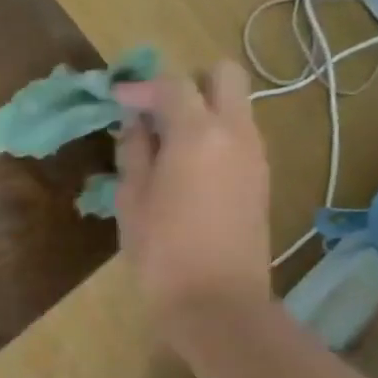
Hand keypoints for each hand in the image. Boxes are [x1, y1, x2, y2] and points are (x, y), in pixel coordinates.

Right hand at [114, 63, 272, 334]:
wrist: (218, 302)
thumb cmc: (162, 252)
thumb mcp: (132, 199)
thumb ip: (134, 151)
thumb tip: (135, 124)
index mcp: (198, 134)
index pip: (171, 85)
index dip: (140, 87)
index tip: (115, 100)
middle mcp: (235, 133)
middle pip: (224, 75)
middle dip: (187, 83)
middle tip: (155, 112)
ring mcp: (255, 155)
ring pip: (235, 105)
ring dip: (202, 109)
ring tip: (165, 143)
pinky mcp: (261, 178)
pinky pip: (239, 135)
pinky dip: (214, 134)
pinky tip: (186, 167)